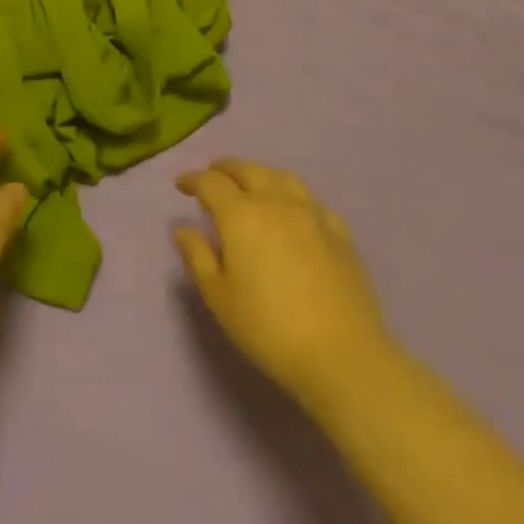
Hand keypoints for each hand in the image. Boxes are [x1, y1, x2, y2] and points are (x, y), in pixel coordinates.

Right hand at [174, 159, 393, 411]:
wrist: (342, 355)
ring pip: (282, 178)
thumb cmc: (268, 328)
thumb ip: (197, 256)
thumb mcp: (218, 296)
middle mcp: (276, 204)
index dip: (193, 179)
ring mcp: (312, 215)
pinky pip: (311, 201)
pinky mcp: (340, 234)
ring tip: (250, 182)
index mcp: (241, 215)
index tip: (181, 184)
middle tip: (212, 174)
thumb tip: (183, 228)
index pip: (211, 183)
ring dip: (260, 173)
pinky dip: (293, 195)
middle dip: (226, 168)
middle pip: (248, 170)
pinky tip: (293, 209)